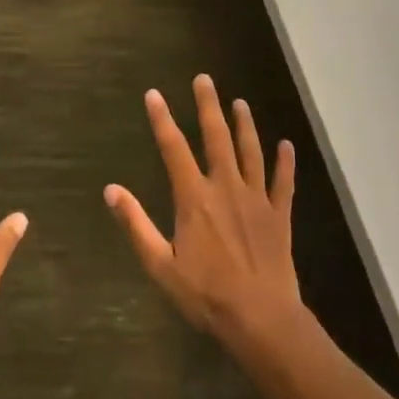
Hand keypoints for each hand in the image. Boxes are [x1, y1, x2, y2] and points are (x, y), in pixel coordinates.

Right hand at [105, 75, 305, 348]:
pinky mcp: (280, 216)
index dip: (162, 119)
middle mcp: (225, 187)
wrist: (261, 319)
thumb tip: (111, 190)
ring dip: (245, 125)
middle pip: (216, 137)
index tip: (154, 94)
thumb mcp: (160, 263)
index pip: (173, 148)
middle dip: (208, 106)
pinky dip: (285, 163)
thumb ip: (136, 223)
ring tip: (240, 102)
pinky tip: (287, 145)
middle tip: (204, 79)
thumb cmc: (205, 294)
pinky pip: (283, 183)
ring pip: (251, 152)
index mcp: (193, 197)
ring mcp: (256, 199)